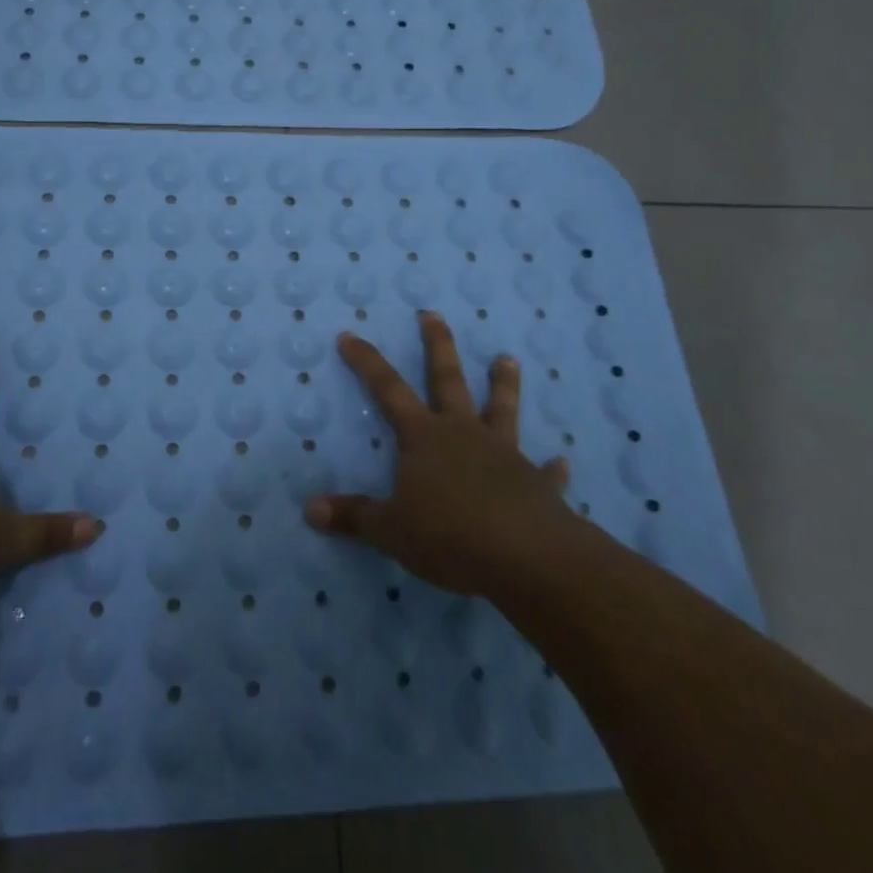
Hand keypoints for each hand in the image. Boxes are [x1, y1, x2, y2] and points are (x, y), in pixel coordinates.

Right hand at [305, 311, 579, 598]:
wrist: (528, 558)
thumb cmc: (451, 536)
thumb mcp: (392, 531)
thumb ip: (354, 517)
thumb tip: (311, 509)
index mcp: (425, 437)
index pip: (388, 389)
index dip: (366, 362)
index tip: (349, 335)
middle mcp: (464, 433)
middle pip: (448, 379)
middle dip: (438, 345)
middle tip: (432, 314)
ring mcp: (504, 454)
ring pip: (502, 409)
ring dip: (504, 384)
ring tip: (508, 359)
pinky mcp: (536, 483)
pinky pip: (544, 471)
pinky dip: (551, 467)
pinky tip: (561, 462)